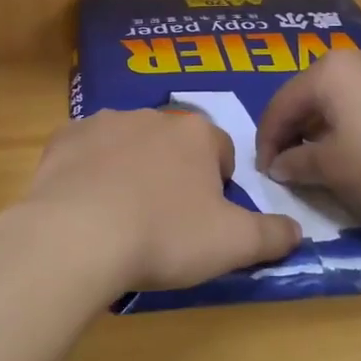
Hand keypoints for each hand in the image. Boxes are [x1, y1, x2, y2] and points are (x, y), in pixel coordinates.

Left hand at [16, 109, 301, 292]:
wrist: (77, 237)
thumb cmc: (165, 236)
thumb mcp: (234, 245)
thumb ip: (273, 235)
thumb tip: (296, 231)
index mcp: (196, 133)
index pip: (221, 151)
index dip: (219, 186)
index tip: (206, 219)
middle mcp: (151, 116)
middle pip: (173, 145)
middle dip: (174, 174)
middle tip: (165, 221)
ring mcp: (102, 123)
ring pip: (128, 144)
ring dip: (131, 169)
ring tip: (121, 216)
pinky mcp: (63, 139)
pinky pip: (85, 152)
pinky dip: (89, 172)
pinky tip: (84, 205)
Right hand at [255, 48, 360, 220]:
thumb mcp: (333, 168)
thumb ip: (297, 163)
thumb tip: (279, 165)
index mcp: (329, 71)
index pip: (281, 105)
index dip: (267, 141)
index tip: (264, 171)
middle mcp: (358, 59)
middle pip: (311, 97)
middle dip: (296, 133)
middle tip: (290, 166)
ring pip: (342, 100)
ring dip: (326, 130)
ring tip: (324, 163)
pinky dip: (355, 126)